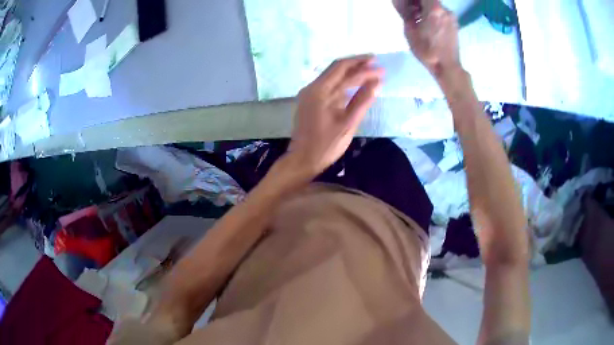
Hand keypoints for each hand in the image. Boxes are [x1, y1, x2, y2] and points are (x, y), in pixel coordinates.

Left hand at [288, 55, 382, 175]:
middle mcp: (312, 87)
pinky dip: (343, 84)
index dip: (362, 65)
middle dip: (357, 65)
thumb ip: (362, 101)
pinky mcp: (311, 101)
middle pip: (336, 69)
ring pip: (333, 77)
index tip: (379, 65)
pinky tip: (355, 86)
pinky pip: (329, 87)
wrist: (302, 160)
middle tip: (376, 64)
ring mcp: (310, 94)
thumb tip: (377, 83)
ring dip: (351, 74)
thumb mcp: (348, 123)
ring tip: (370, 72)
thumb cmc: (326, 145)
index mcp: (319, 90)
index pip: (342, 68)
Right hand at [393, 0, 460, 77]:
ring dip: (425, 9)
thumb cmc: (427, 51)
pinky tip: (428, 25)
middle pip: (430, 0)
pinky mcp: (455, 24)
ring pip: (436, 6)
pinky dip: (433, 15)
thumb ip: (406, 14)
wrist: (447, 67)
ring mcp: (451, 17)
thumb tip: (404, 7)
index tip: (407, 5)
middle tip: (410, 11)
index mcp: (434, 8)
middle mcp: (445, 9)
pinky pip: (441, 14)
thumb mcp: (409, 31)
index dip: (412, 0)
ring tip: (418, 20)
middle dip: (418, 3)